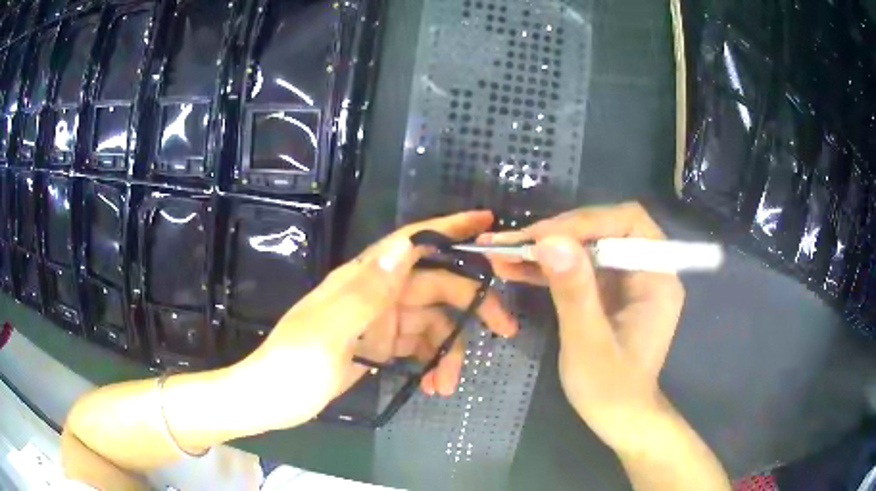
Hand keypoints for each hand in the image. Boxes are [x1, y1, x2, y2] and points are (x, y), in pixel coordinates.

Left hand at [240, 211, 516, 430]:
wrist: (269, 400)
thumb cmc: (292, 366)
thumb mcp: (327, 332)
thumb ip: (367, 291)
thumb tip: (406, 247)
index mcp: (362, 280)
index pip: (413, 243)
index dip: (450, 230)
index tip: (487, 225)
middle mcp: (375, 294)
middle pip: (436, 287)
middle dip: (472, 305)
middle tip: (504, 330)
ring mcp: (378, 322)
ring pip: (431, 323)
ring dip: (448, 351)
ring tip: (447, 387)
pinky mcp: (379, 347)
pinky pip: (417, 347)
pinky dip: (430, 364)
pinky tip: (430, 387)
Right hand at [481, 203, 684, 451]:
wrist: (618, 417)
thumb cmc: (610, 389)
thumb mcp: (588, 344)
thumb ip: (574, 292)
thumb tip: (549, 240)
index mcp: (657, 276)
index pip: (628, 223)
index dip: (585, 222)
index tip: (541, 236)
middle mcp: (646, 269)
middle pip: (603, 230)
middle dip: (557, 234)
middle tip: (511, 243)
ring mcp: (626, 279)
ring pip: (585, 246)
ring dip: (545, 249)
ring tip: (501, 252)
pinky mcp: (608, 291)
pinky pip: (578, 267)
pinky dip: (548, 267)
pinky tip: (515, 269)